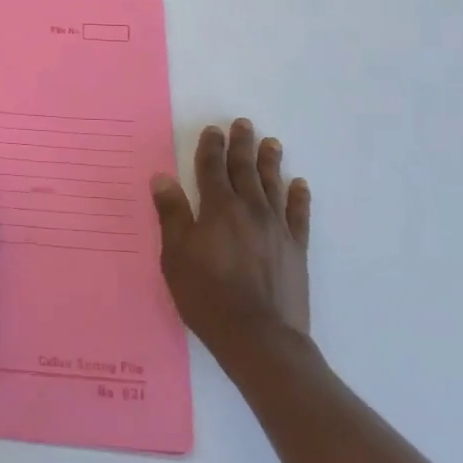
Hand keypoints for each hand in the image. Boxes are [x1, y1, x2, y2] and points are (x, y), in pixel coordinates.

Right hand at [151, 119, 311, 362]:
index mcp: (218, 208)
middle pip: (245, 170)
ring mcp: (277, 228)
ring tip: (272, 143)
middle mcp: (250, 209)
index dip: (211, 147)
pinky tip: (299, 185)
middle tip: (244, 124)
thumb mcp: (176, 255)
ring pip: (273, 185)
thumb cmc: (207, 295)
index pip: (212, 168)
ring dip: (270, 162)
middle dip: (242, 145)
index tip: (213, 130)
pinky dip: (299, 197)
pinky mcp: (296, 249)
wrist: (259, 337)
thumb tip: (163, 177)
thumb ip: (172, 214)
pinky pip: (299, 215)